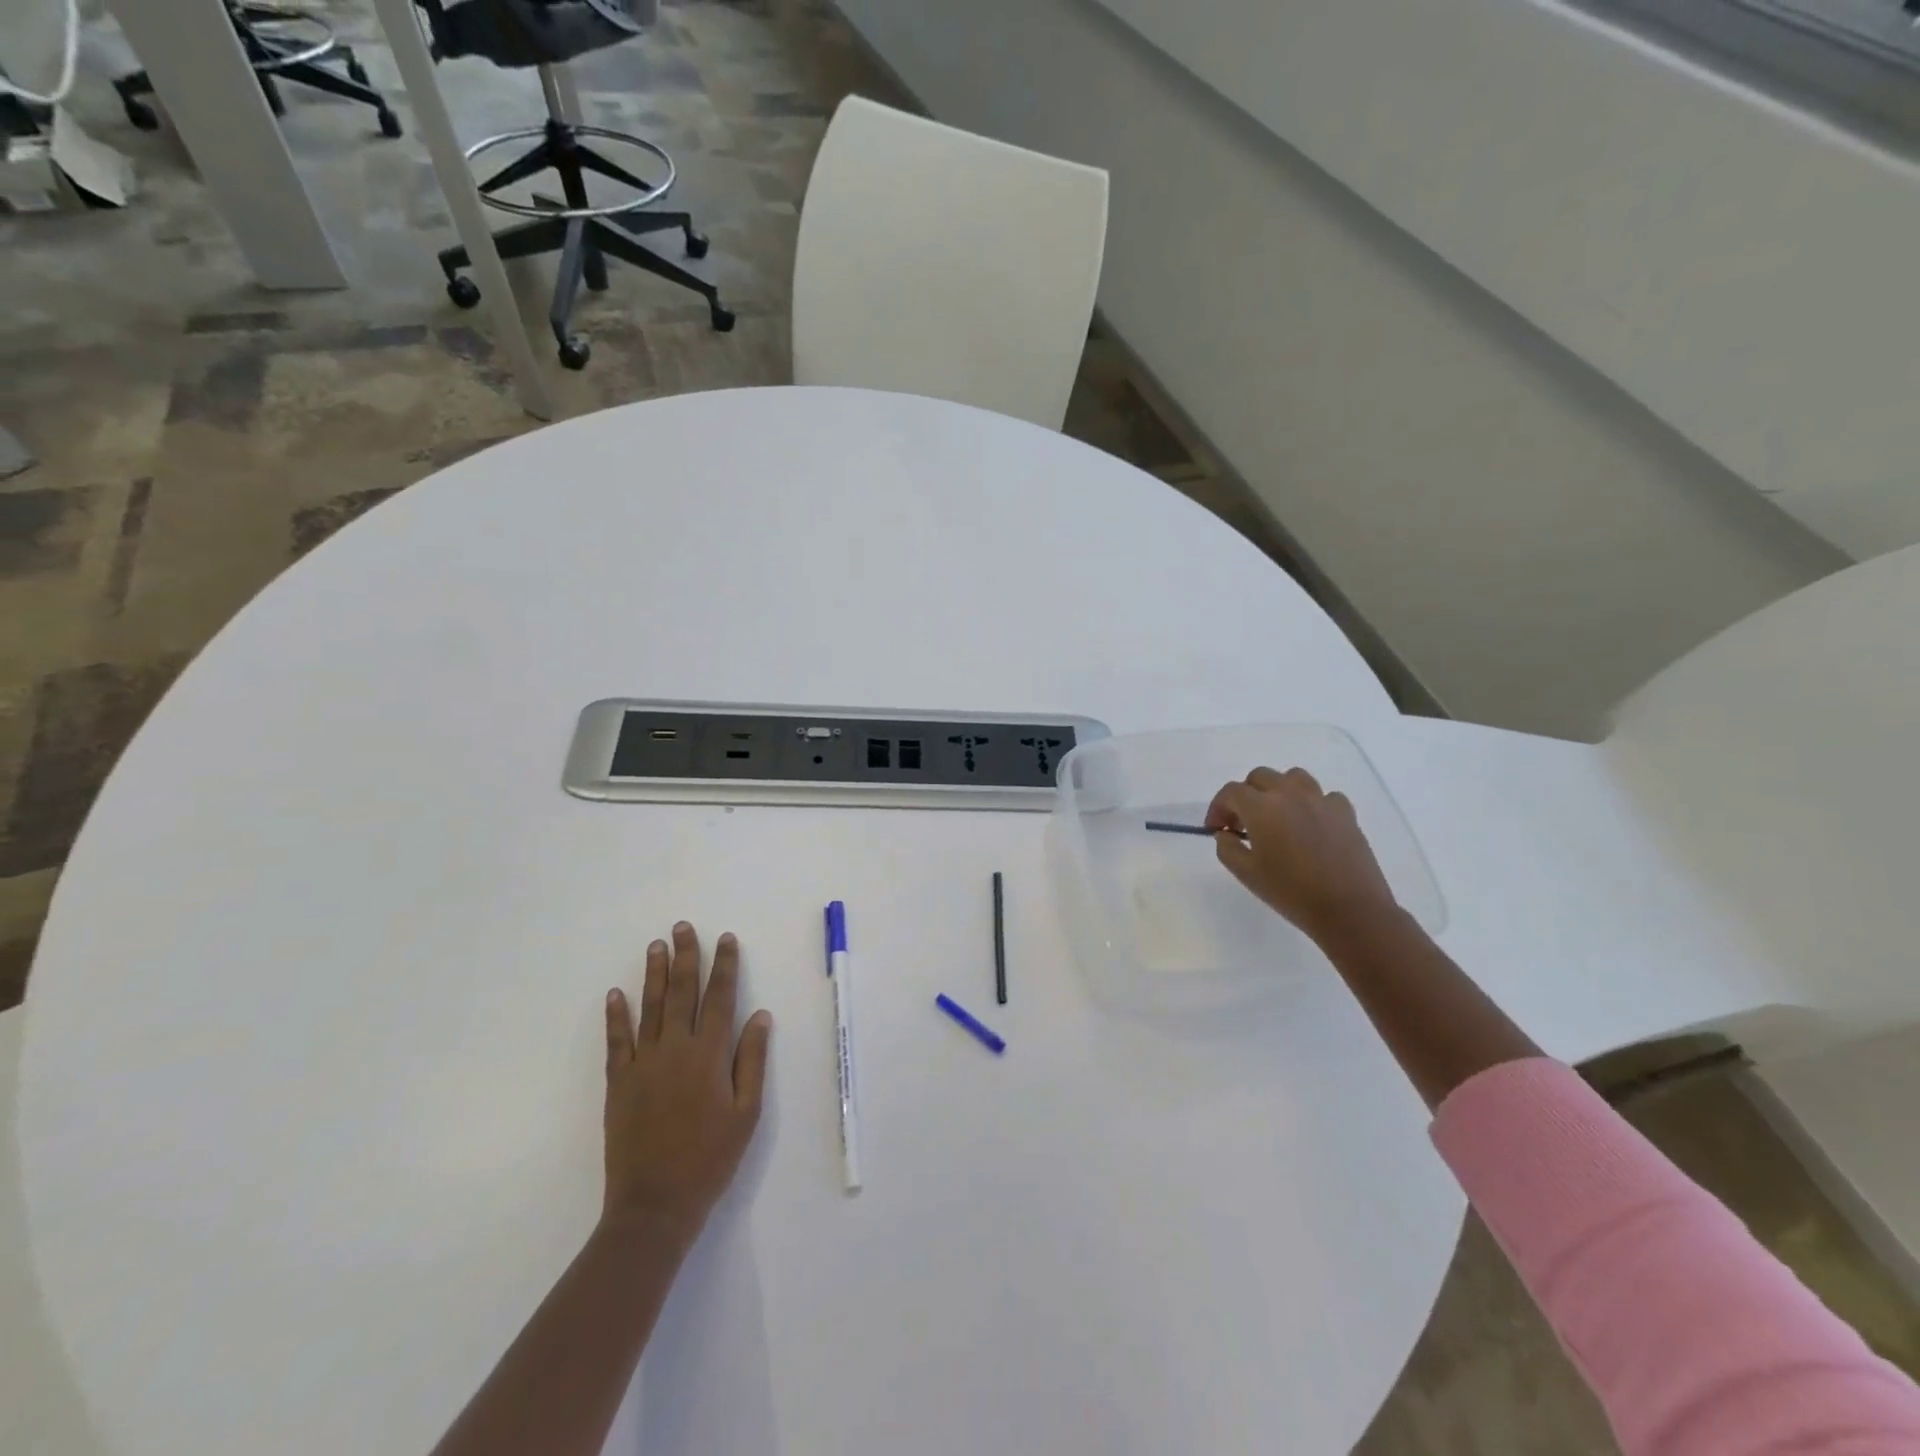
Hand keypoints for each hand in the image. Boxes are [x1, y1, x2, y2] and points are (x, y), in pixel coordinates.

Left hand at [602, 923, 772, 1244]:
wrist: (655, 1205)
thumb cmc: (711, 1158)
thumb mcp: (747, 1113)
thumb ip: (752, 1060)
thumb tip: (759, 1015)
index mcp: (710, 1055)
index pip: (721, 997)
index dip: (725, 965)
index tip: (726, 939)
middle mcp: (676, 1049)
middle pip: (682, 992)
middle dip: (686, 957)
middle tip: (683, 927)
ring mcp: (643, 1064)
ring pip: (650, 1007)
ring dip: (654, 974)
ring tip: (656, 945)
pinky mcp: (618, 1083)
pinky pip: (617, 1041)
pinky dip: (616, 1015)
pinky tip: (616, 993)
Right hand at [1205, 767, 1400, 944]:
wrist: (1349, 910)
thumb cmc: (1291, 892)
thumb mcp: (1246, 874)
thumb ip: (1227, 848)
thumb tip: (1225, 834)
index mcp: (1261, 808)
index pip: (1231, 792)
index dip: (1218, 807)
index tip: (1216, 829)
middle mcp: (1290, 794)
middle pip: (1260, 777)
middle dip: (1246, 795)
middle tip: (1243, 823)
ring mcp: (1321, 800)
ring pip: (1293, 778)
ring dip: (1278, 790)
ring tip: (1277, 816)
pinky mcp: (1346, 813)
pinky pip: (1324, 796)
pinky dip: (1312, 804)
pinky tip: (1310, 825)